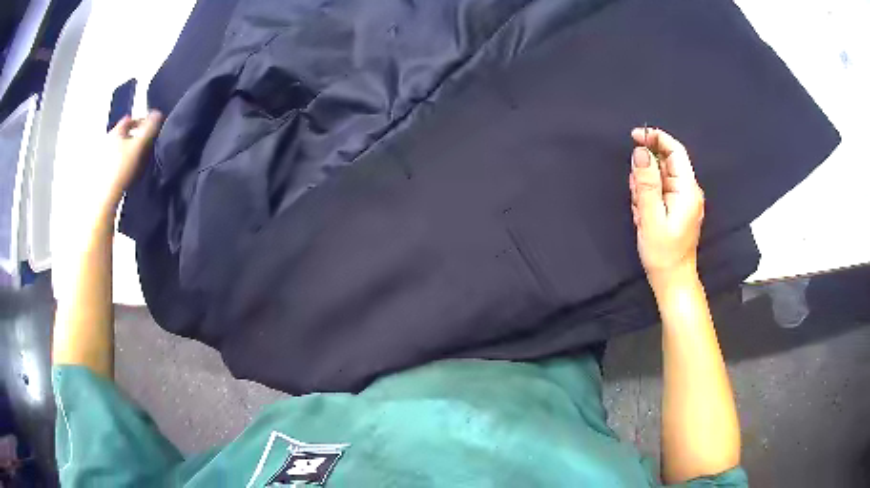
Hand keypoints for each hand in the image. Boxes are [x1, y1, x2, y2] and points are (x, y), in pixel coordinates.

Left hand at [101, 111, 163, 210]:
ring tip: (137, 159)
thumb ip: (149, 128)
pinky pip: (115, 162)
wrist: (105, 197)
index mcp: (115, 132)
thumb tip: (158, 113)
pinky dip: (122, 163)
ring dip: (127, 150)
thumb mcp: (139, 145)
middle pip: (123, 134)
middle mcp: (107, 141)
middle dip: (133, 136)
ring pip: (118, 148)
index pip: (129, 120)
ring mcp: (102, 158)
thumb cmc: (121, 169)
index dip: (141, 120)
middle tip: (144, 143)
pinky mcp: (102, 172)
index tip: (150, 127)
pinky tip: (128, 172)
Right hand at [628, 128, 704, 289]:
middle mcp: (688, 191)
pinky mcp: (677, 208)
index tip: (634, 136)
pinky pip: (659, 191)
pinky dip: (648, 198)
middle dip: (646, 173)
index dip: (655, 138)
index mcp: (687, 189)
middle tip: (637, 196)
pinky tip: (643, 215)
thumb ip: (646, 182)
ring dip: (644, 188)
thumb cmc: (663, 253)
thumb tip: (640, 151)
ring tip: (640, 211)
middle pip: (665, 163)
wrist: (672, 280)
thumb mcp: (650, 216)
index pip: (675, 151)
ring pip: (659, 178)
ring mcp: (683, 200)